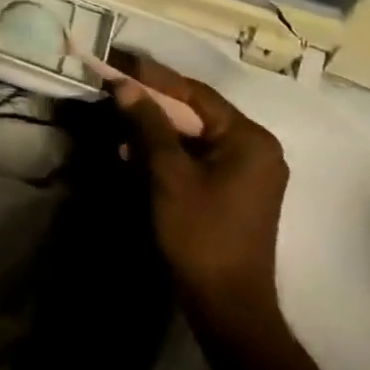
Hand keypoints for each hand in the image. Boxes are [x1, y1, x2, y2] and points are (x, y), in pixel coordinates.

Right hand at [110, 52, 289, 336]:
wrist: (228, 307)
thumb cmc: (201, 234)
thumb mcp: (169, 174)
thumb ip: (148, 123)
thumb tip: (124, 85)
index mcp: (249, 138)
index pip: (194, 92)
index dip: (152, 76)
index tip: (117, 62)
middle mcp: (256, 148)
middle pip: (195, 111)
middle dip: (151, 103)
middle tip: (113, 88)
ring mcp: (248, 171)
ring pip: (193, 134)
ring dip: (155, 128)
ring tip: (118, 124)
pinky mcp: (235, 190)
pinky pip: (197, 156)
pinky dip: (167, 152)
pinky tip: (134, 154)